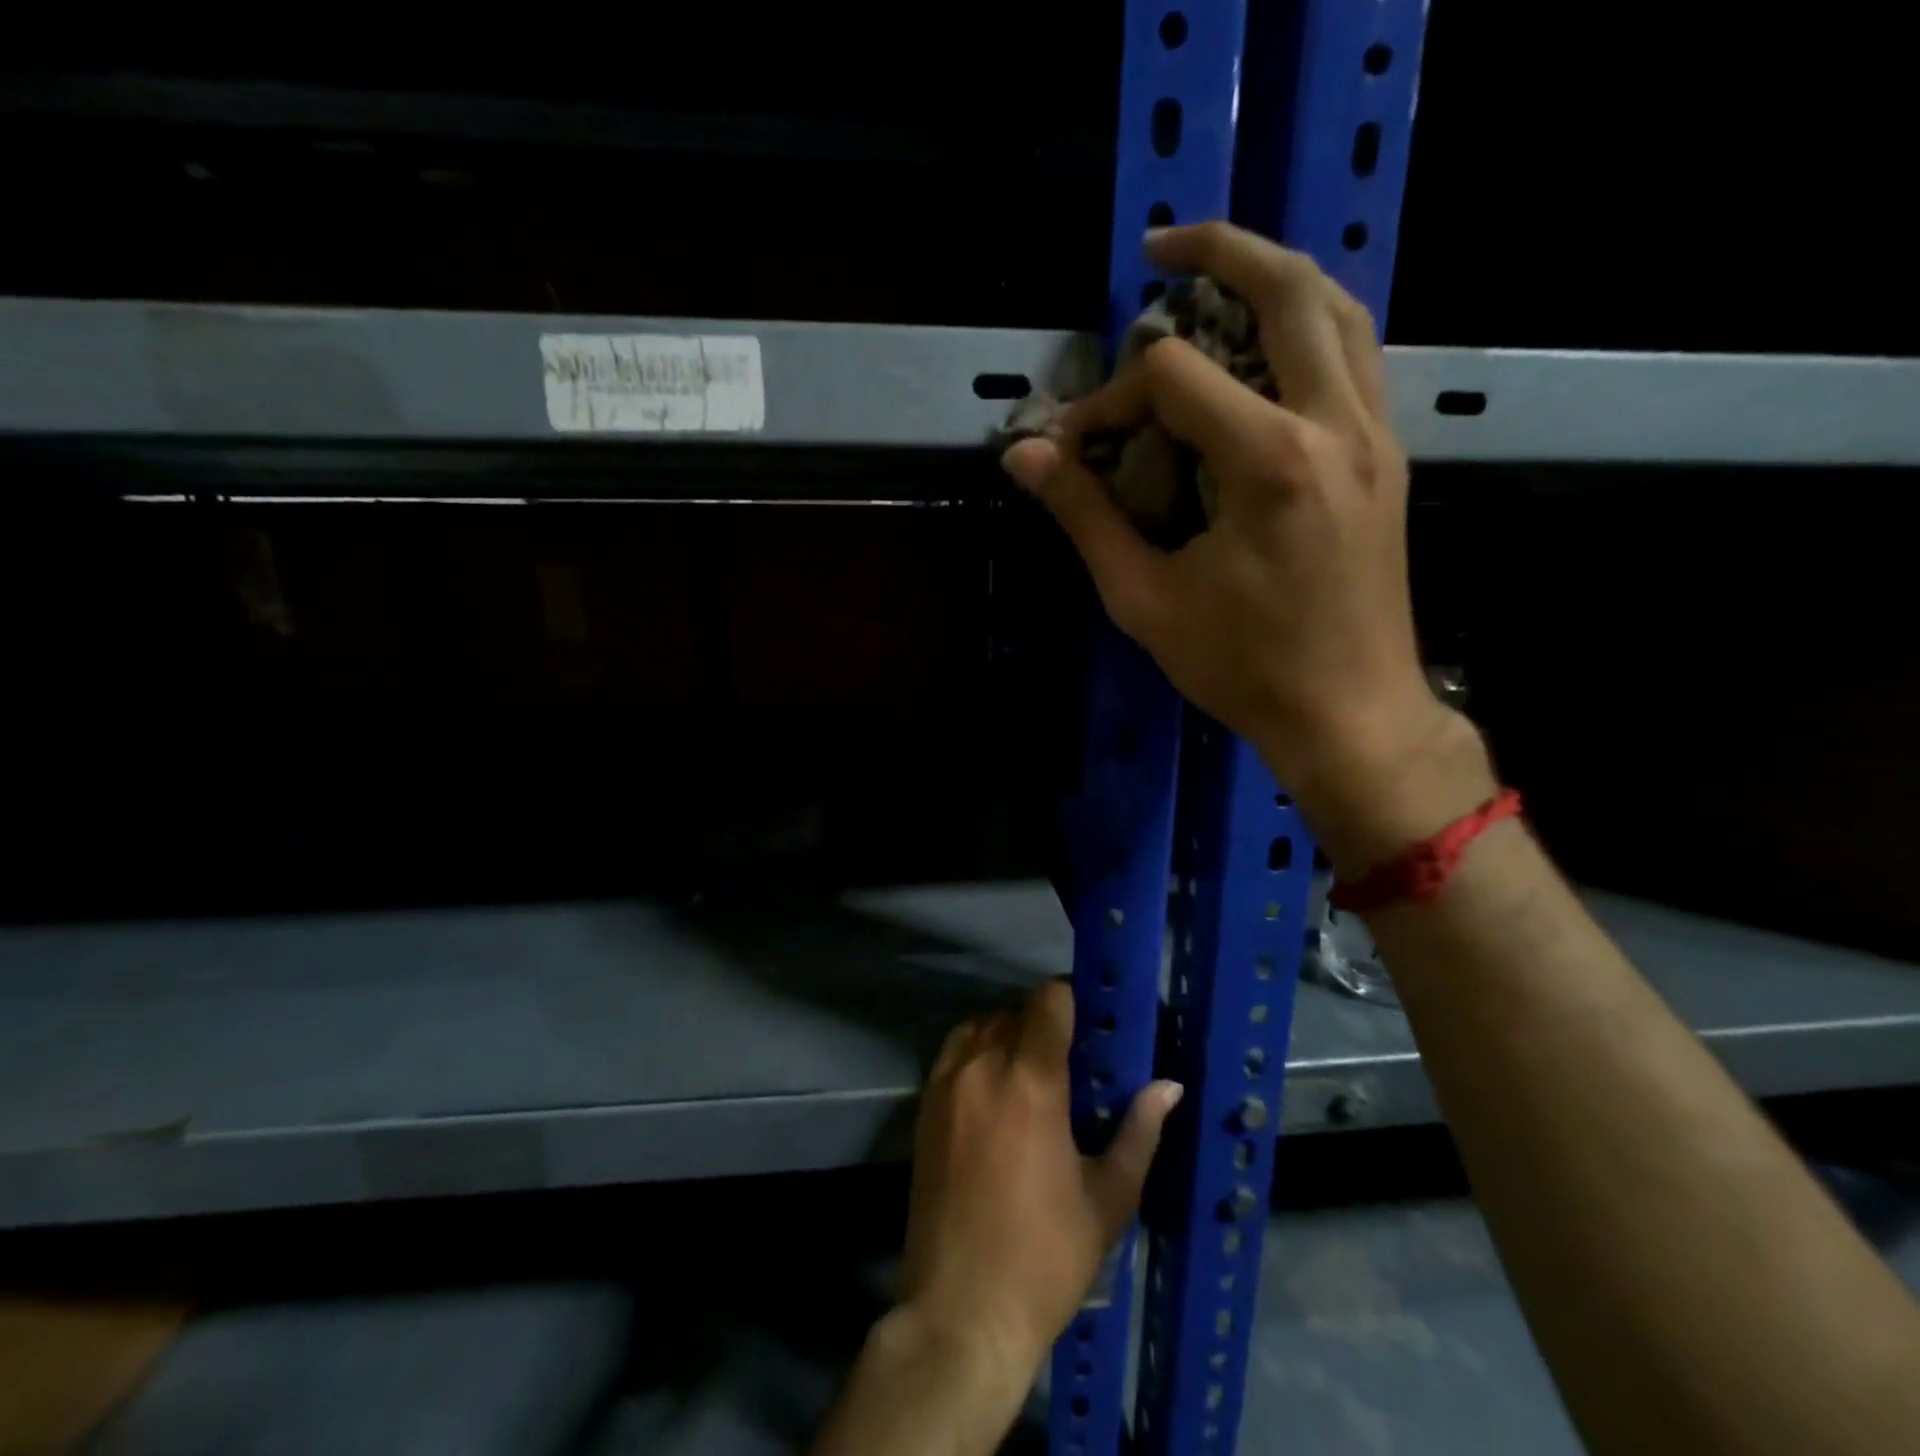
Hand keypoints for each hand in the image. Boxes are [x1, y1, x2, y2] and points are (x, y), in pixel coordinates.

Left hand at [899, 980, 1181, 1379]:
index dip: (1072, 997)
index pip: (1048, 1000)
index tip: (1093, 1017)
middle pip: (1016, 1011)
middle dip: (1045, 1022)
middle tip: (1072, 1055)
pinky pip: (954, 1052)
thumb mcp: (1107, 1199)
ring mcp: (947, 1084)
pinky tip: (995, 1087)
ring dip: (1009, 1033)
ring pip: (981, 1026)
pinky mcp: (924, 1106)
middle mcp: (983, 1067)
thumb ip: (1138, 1132)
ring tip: (1032, 1069)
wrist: (960, 1312)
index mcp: (1031, 1082)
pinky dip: (977, 1050)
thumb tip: (1169, 1087)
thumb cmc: (1045, 1258)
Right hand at [1002, 222, 1493, 868]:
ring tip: (1220, 272)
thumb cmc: (1242, 666)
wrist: (1350, 713)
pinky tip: (1271, 346)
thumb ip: (1086, 517)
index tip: (1075, 447)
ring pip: (1341, 310)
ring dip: (1278, 275)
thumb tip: (1026, 456)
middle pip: (1288, 290)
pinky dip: (1313, 326)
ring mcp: (1377, 436)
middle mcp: (1337, 425)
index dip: (1110, 398)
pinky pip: (1358, 357)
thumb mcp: (1145, 600)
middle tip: (1161, 246)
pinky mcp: (1389, 458)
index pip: (1174, 379)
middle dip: (1218, 250)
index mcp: (1271, 462)